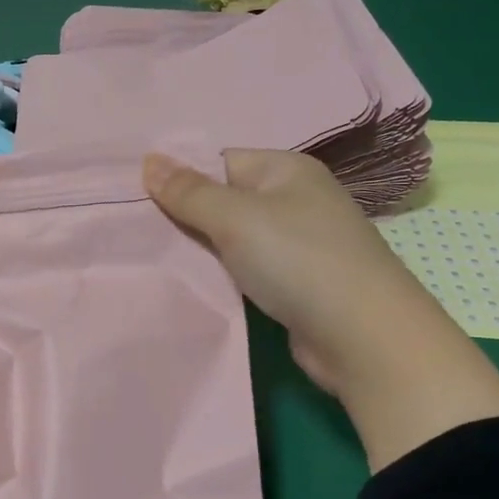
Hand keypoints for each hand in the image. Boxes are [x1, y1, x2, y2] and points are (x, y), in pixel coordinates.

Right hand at [142, 148, 402, 396]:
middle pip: (224, 198)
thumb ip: (189, 192)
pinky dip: (221, 274)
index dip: (179, 177)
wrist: (363, 337)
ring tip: (154, 257)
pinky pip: (245, 267)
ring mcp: (297, 243)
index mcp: (286, 170)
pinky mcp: (294, 282)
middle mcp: (294, 199)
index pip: (219, 160)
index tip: (136, 199)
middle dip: (184, 215)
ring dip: (200, 248)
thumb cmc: (298, 260)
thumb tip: (149, 160)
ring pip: (232, 237)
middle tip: (135, 231)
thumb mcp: (235, 218)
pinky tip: (192, 282)